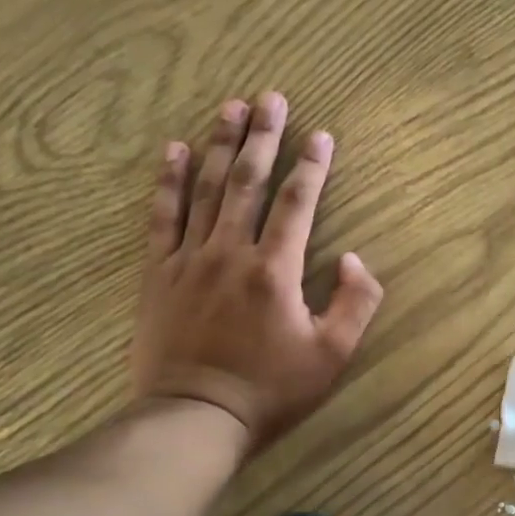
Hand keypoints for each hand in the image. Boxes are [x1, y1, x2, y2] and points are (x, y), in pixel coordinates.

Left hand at [131, 93, 383, 450]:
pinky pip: (162, 217)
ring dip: (220, 145)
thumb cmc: (270, 391)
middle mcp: (231, 252)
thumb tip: (355, 259)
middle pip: (248, 182)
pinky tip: (174, 151)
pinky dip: (168, 182)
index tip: (321, 134)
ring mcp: (189, 259)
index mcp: (275, 270)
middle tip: (271, 97)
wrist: (195, 418)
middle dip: (263, 136)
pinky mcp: (159, 274)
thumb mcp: (332, 356)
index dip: (312, 166)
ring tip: (230, 107)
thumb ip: (355, 304)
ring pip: (206, 190)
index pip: (296, 203)